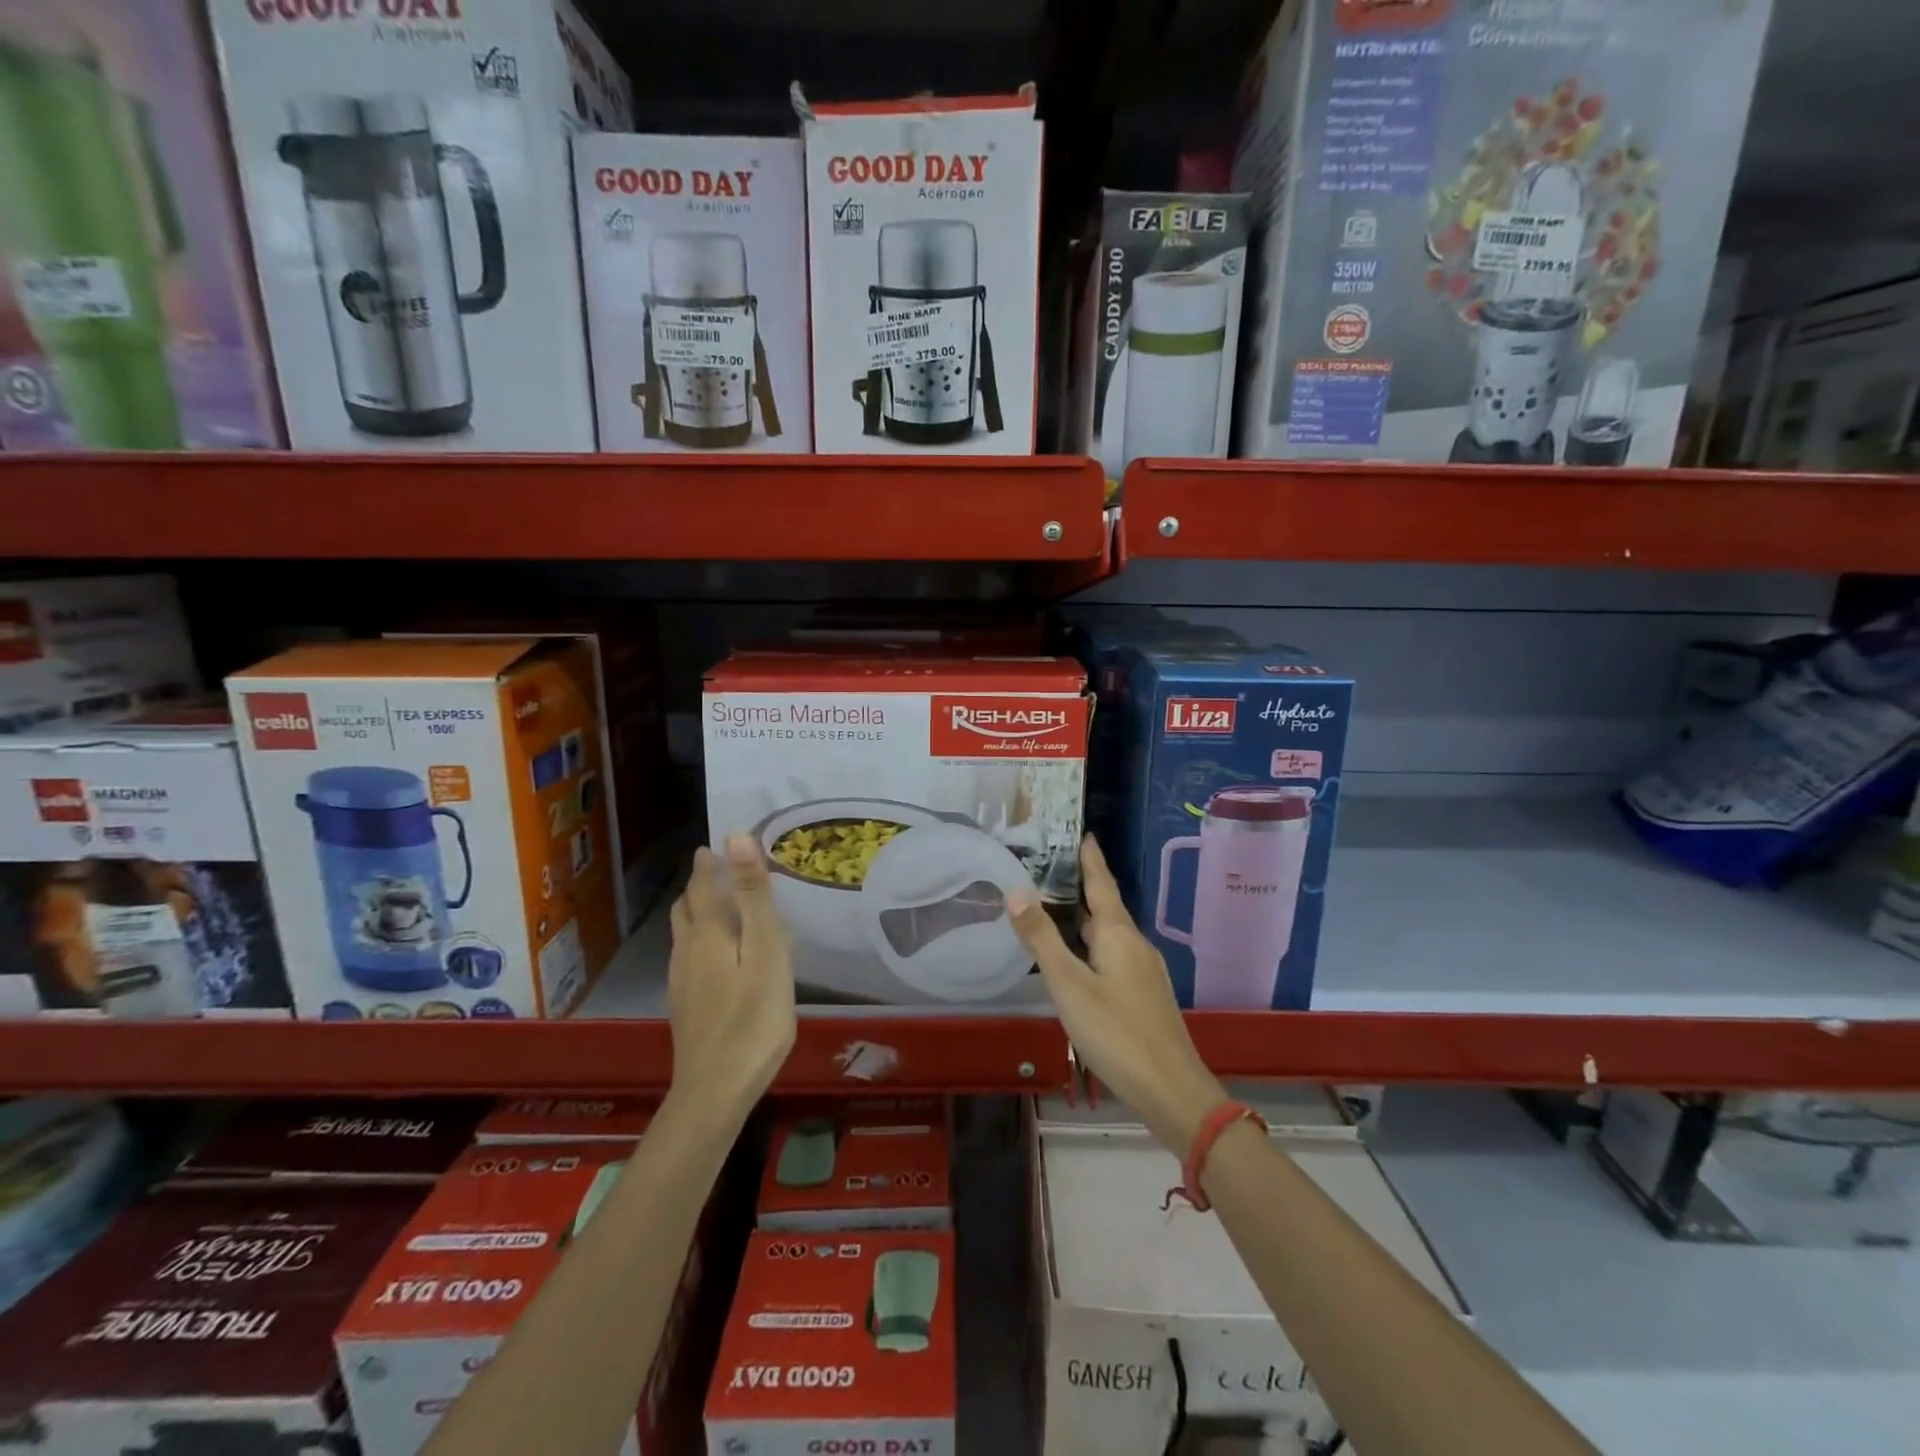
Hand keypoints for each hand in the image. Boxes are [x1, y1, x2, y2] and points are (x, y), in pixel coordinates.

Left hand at [666, 835, 796, 1122]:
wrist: (716, 1091)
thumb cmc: (753, 1017)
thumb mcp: (765, 950)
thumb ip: (753, 895)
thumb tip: (735, 836)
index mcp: (708, 933)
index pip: (702, 884)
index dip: (709, 862)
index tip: (718, 844)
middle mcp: (687, 951)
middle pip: (687, 908)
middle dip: (700, 884)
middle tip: (722, 869)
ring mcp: (682, 981)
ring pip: (684, 934)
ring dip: (698, 911)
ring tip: (721, 905)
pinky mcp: (686, 1006)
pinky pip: (688, 956)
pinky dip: (700, 939)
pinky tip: (718, 956)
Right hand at [1009, 836, 1225, 1152]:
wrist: (1172, 1090)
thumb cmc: (1116, 1032)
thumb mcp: (1069, 985)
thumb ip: (1041, 939)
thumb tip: (1016, 890)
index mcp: (1119, 934)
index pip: (1102, 884)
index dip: (1091, 859)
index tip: (1084, 833)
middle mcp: (1135, 945)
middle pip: (1106, 908)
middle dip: (1082, 889)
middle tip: (1052, 872)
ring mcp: (1144, 972)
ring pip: (1110, 936)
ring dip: (1086, 921)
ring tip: (1058, 912)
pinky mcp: (1146, 996)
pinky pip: (1115, 957)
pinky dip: (1093, 948)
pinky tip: (1078, 963)